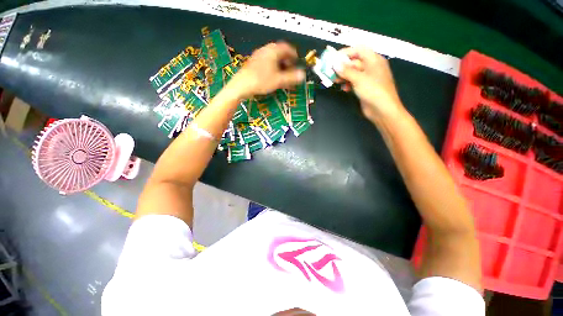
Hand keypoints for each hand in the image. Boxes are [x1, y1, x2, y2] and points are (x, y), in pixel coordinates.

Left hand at [228, 42, 305, 98]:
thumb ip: (291, 77)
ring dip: (280, 65)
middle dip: (287, 61)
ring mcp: (258, 55)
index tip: (297, 64)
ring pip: (273, 57)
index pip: (287, 48)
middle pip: (280, 52)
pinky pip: (267, 61)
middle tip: (290, 71)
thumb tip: (303, 75)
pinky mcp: (253, 62)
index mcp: (273, 50)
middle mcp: (266, 49)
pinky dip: (273, 67)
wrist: (241, 85)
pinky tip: (272, 76)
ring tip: (282, 75)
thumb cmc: (261, 81)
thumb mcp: (279, 80)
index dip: (294, 56)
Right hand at [334, 47, 404, 121]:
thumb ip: (346, 71)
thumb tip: (335, 64)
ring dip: (343, 76)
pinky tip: (344, 89)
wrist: (382, 109)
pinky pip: (354, 82)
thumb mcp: (358, 78)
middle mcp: (371, 67)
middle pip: (354, 62)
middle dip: (342, 66)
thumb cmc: (373, 90)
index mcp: (373, 59)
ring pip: (353, 73)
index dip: (346, 52)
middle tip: (330, 71)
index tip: (333, 58)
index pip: (358, 50)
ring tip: (335, 81)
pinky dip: (348, 84)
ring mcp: (368, 78)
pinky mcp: (364, 87)